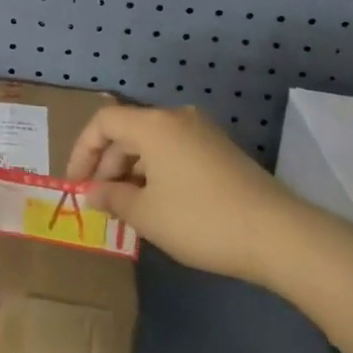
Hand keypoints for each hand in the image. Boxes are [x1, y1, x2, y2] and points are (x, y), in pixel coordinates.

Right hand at [67, 104, 304, 284]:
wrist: (277, 234)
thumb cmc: (200, 220)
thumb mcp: (146, 214)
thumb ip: (112, 198)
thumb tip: (93, 193)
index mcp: (152, 125)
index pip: (103, 122)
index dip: (82, 151)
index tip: (76, 185)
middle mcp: (176, 118)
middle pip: (128, 131)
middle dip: (107, 165)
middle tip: (100, 201)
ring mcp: (203, 132)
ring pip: (152, 143)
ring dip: (132, 171)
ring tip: (127, 208)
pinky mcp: (221, 151)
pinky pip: (175, 152)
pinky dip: (157, 172)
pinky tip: (159, 205)